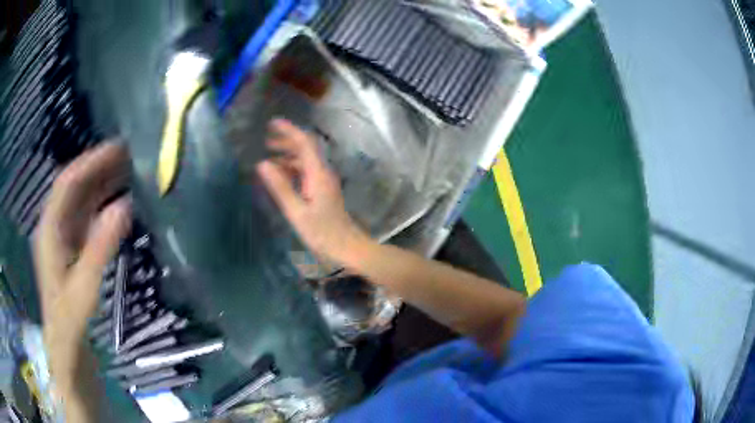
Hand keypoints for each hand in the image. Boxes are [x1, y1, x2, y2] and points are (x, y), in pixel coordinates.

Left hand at [34, 143, 131, 391]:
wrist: (66, 348)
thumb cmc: (70, 321)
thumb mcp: (84, 289)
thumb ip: (100, 248)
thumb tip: (124, 206)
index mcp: (49, 230)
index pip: (68, 183)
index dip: (91, 162)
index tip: (118, 148)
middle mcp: (54, 226)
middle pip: (75, 186)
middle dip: (99, 167)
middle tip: (130, 156)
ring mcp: (63, 237)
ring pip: (82, 200)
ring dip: (102, 183)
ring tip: (129, 172)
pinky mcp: (72, 248)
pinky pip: (87, 217)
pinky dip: (102, 204)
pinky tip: (119, 202)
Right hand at [257, 119, 371, 264]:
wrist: (349, 247)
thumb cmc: (323, 233)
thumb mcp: (297, 212)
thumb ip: (280, 187)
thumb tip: (262, 164)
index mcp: (318, 174)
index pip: (304, 143)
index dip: (288, 130)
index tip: (271, 123)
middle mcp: (323, 172)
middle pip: (306, 148)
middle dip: (286, 140)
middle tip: (266, 140)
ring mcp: (325, 181)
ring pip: (306, 160)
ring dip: (288, 155)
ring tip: (268, 158)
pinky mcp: (323, 190)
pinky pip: (307, 172)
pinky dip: (292, 169)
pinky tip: (280, 176)